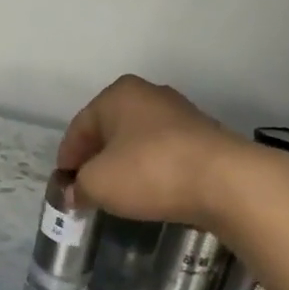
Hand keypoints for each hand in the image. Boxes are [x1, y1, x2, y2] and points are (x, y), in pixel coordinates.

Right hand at [55, 75, 246, 228]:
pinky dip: (150, 171)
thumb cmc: (149, 172)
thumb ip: (78, 187)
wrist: (225, 181)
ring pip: (137, 142)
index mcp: (118, 94)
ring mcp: (181, 114)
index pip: (79, 128)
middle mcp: (149, 95)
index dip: (66, 159)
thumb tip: (73, 194)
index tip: (63, 187)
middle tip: (86, 191)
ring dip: (124, 166)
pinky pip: (163, 154)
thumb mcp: (98, 184)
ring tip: (117, 195)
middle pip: (109, 131)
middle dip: (95, 161)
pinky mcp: (203, 138)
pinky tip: (149, 192)